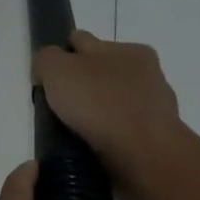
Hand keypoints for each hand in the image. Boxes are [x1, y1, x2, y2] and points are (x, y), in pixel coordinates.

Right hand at [32, 30, 186, 187]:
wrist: (144, 156)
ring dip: (96, 116)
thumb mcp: (58, 69)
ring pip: (113, 106)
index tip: (46, 81)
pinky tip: (92, 150)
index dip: (61, 56)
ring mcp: (153, 111)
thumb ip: (47, 60)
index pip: (85, 42)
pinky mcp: (154, 143)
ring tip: (72, 135)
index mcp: (129, 50)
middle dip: (81, 87)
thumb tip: (45, 71)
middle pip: (101, 74)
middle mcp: (146, 76)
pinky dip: (107, 140)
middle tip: (57, 110)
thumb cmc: (101, 105)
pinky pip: (122, 135)